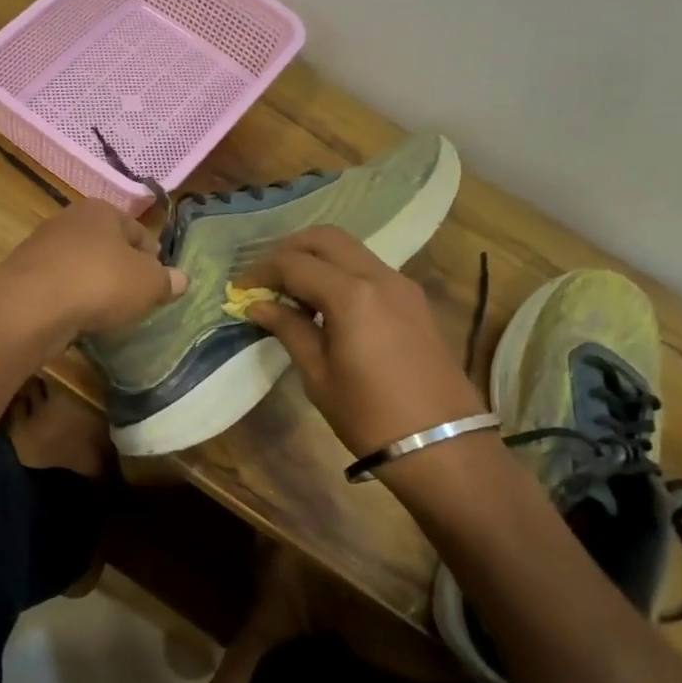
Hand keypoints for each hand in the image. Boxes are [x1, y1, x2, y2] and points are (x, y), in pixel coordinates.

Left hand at [0, 201, 187, 352]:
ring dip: (95, 286)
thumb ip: (167, 281)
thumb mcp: (148, 283)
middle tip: (136, 299)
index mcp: (102, 210)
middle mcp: (70, 220)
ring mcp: (43, 248)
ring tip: (108, 313)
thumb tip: (182, 279)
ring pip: (82, 267)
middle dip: (122, 270)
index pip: (138, 231)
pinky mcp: (25, 277)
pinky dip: (71, 301)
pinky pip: (60, 287)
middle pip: (108, 247)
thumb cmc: (99, 282)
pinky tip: (79, 319)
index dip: (154, 257)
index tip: (159, 282)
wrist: (31, 306)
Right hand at [238, 227, 485, 457]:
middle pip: (327, 239)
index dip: (262, 271)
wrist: (440, 443)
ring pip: (351, 250)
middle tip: (266, 278)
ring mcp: (402, 286)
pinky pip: (369, 269)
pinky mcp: (414, 300)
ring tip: (291, 291)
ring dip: (317, 259)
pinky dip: (340, 273)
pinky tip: (324, 304)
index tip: (241, 289)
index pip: (295, 263)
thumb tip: (259, 305)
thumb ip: (289, 329)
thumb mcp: (318, 375)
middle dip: (290, 250)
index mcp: (352, 295)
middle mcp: (380, 277)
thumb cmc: (368, 414)